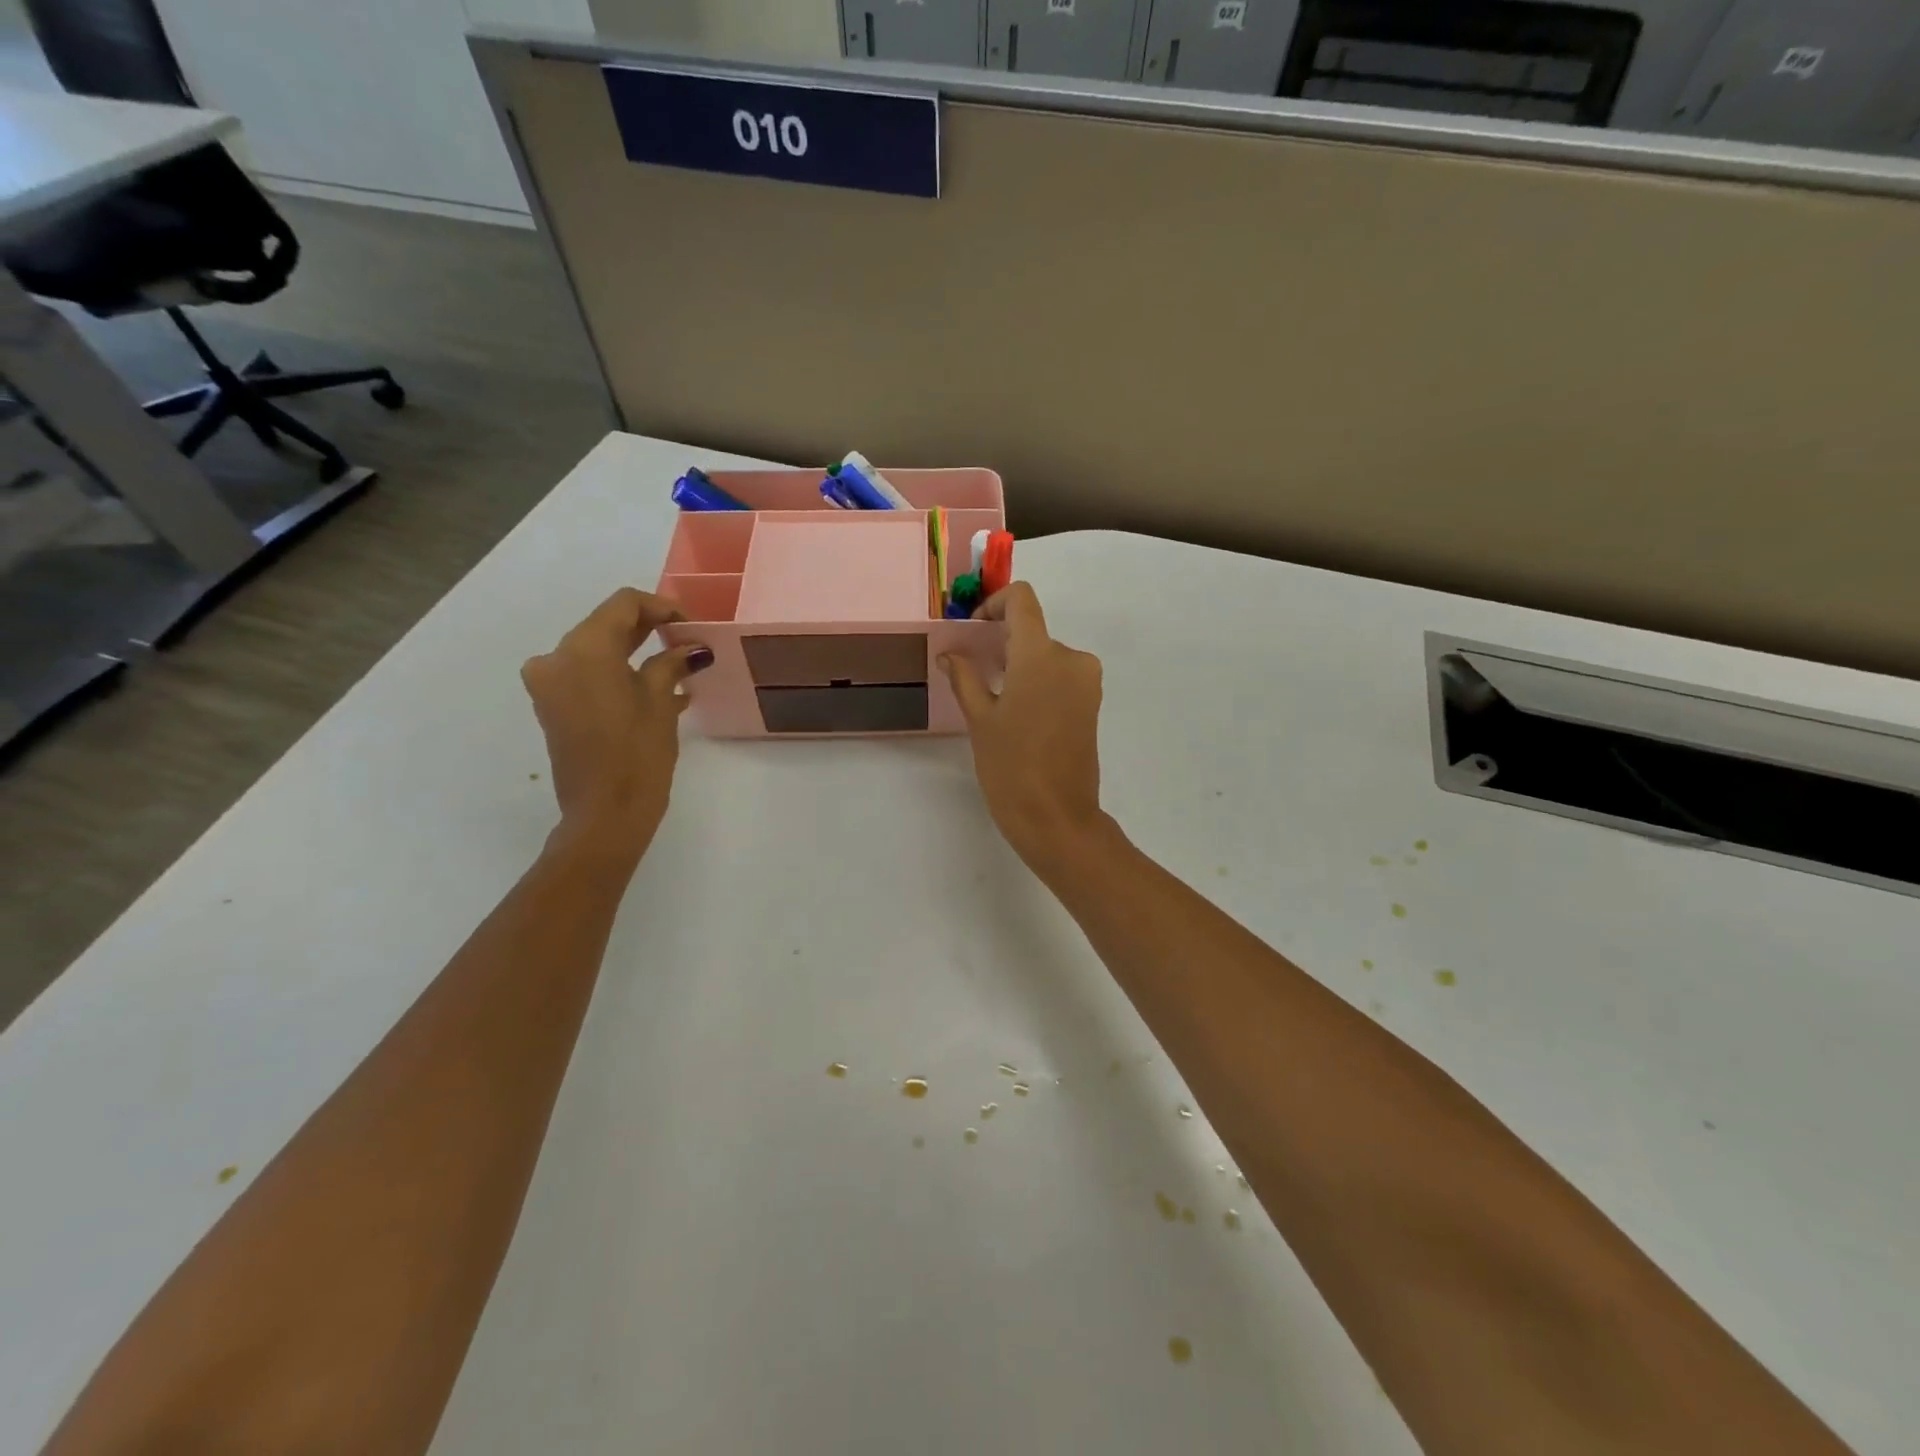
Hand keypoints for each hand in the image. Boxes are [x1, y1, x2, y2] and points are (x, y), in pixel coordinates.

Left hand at [521, 588, 711, 862]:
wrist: (604, 814)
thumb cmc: (638, 754)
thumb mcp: (661, 702)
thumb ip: (671, 663)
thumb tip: (689, 648)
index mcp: (584, 648)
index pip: (624, 604)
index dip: (662, 607)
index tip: (691, 625)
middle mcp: (557, 657)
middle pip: (607, 625)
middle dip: (648, 629)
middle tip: (687, 641)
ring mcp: (549, 683)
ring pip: (597, 651)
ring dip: (635, 653)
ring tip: (678, 668)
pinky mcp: (552, 706)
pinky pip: (588, 675)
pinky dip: (618, 674)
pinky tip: (657, 689)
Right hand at [941, 582, 1108, 867]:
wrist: (1057, 818)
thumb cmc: (1012, 767)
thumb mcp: (980, 720)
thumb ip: (965, 677)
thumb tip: (949, 653)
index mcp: (1041, 655)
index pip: (1022, 600)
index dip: (994, 604)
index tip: (974, 630)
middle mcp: (1071, 658)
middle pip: (1032, 631)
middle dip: (1001, 644)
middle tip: (972, 672)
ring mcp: (1086, 682)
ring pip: (1045, 656)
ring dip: (1018, 665)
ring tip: (992, 700)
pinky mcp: (1091, 704)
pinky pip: (1060, 676)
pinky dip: (1036, 681)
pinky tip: (1016, 713)